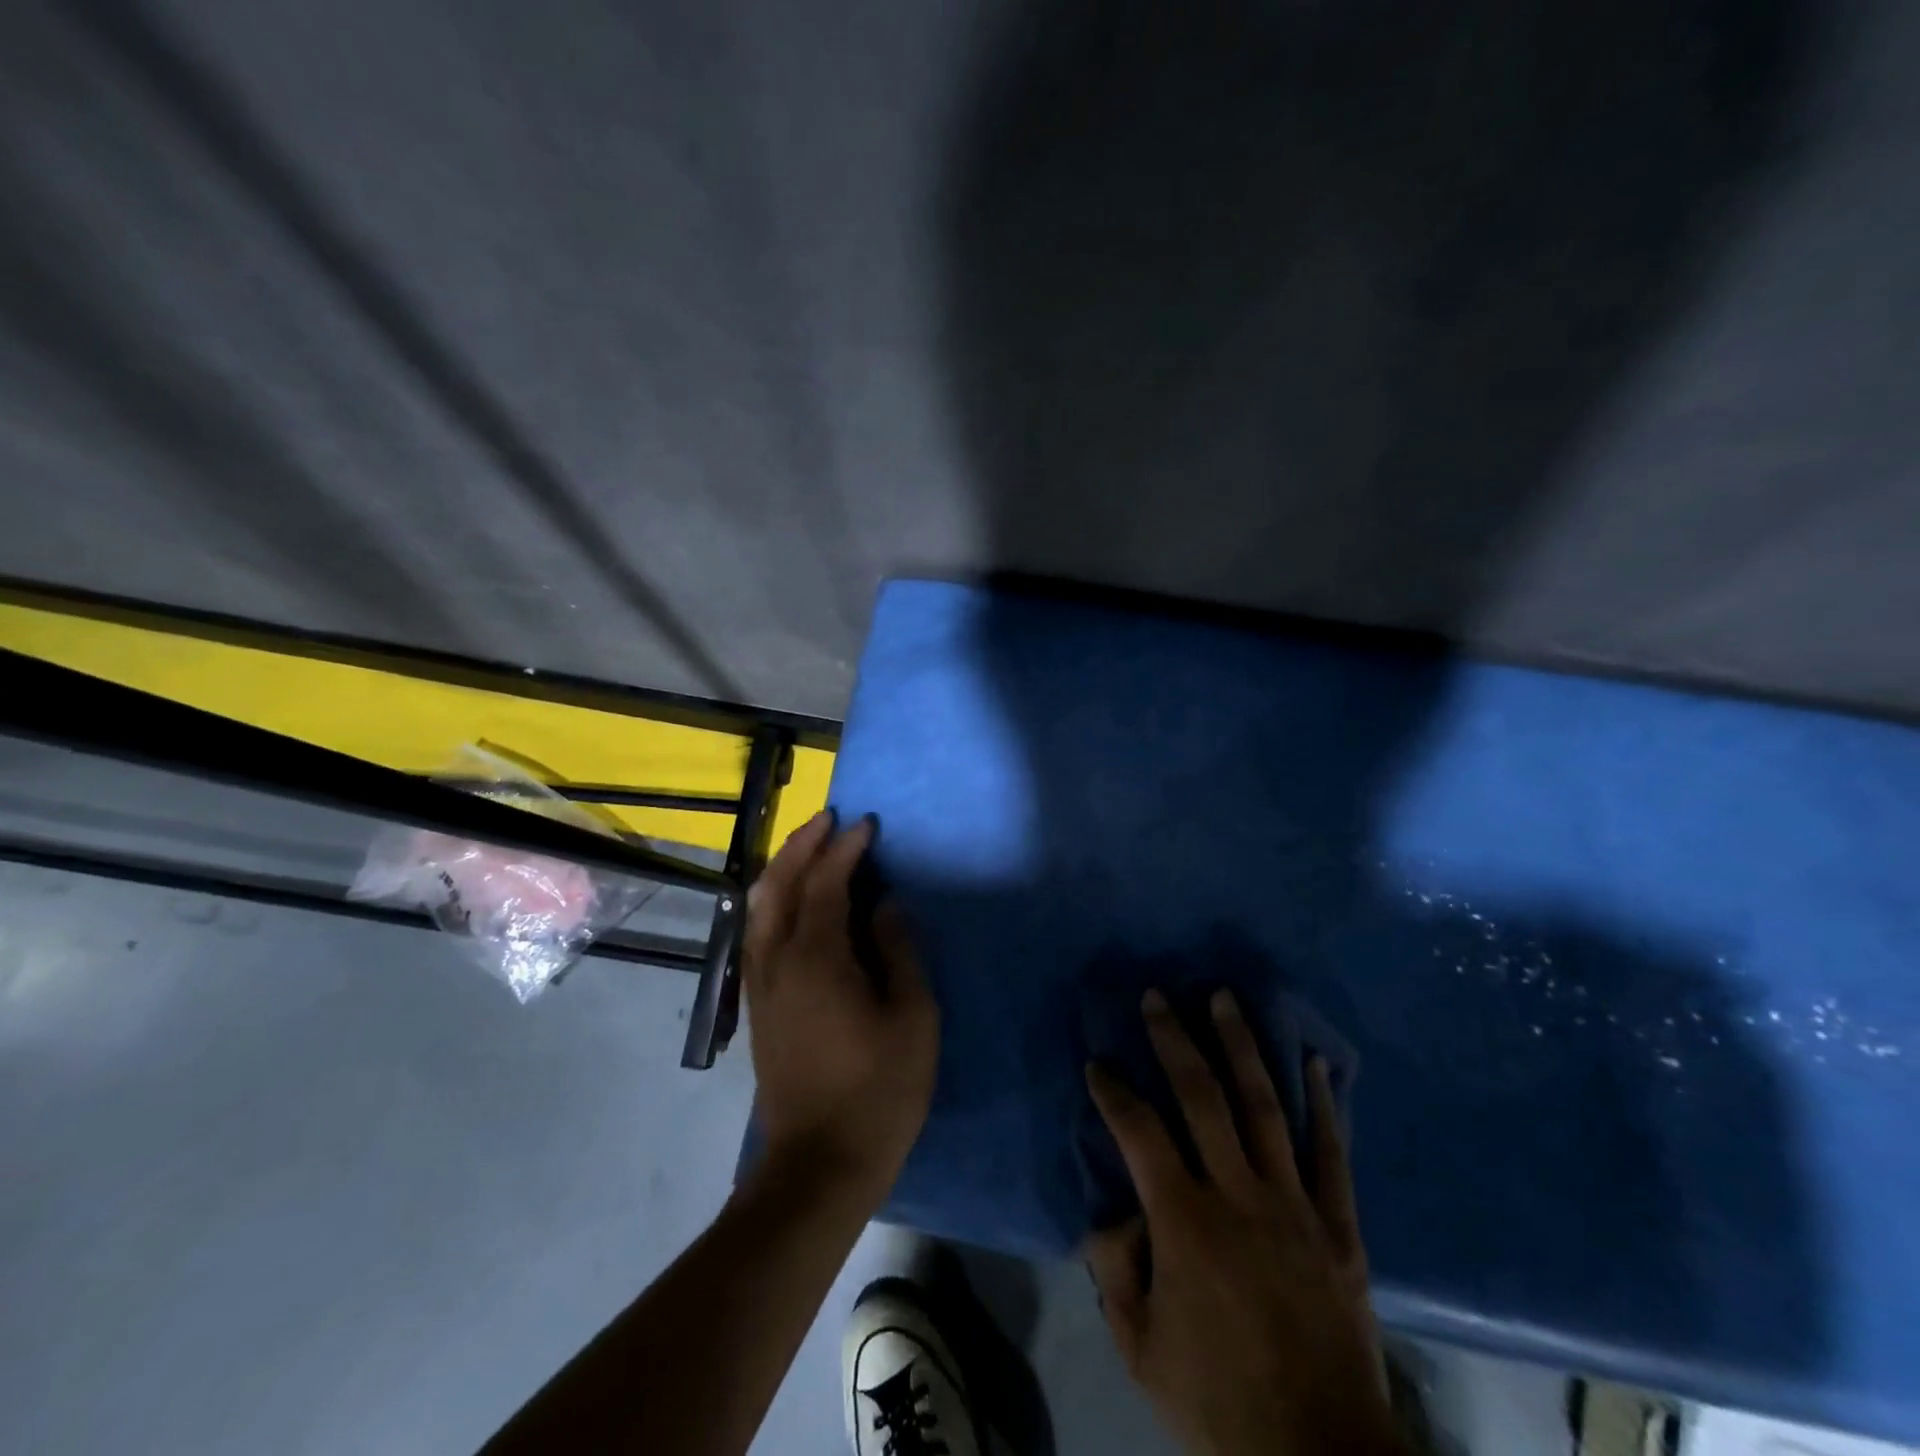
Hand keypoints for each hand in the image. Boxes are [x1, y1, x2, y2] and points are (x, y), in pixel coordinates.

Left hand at [742, 810, 937, 1203]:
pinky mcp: (757, 1004)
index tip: (868, 824)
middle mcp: (777, 960)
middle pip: (778, 884)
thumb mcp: (912, 1018)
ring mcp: (761, 983)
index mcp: (817, 958)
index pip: (826, 883)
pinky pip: (758, 931)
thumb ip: (899, 951)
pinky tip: (792, 900)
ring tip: (811, 848)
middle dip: (803, 844)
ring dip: (782, 868)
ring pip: (759, 905)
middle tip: (830, 819)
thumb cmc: (878, 1091)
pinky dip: (773, 899)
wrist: (818, 1164)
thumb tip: (886, 905)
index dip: (847, 849)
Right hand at [1084, 989, 1400, 1455]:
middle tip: (1158, 996)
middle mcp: (1239, 1196)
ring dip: (1240, 1046)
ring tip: (1224, 998)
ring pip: (1263, 1106)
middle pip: (1202, 1097)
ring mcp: (1294, 1206)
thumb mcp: (1141, 1349)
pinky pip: (1332, 1154)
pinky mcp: (1339, 1228)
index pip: (1138, 1132)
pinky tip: (1313, 1063)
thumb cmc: (1219, 1404)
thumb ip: (1114, 1269)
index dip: (1113, 1091)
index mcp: (1185, 1223)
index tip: (1099, 1062)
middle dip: (1174, 1039)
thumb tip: (1111, 1209)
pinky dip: (1324, 1106)